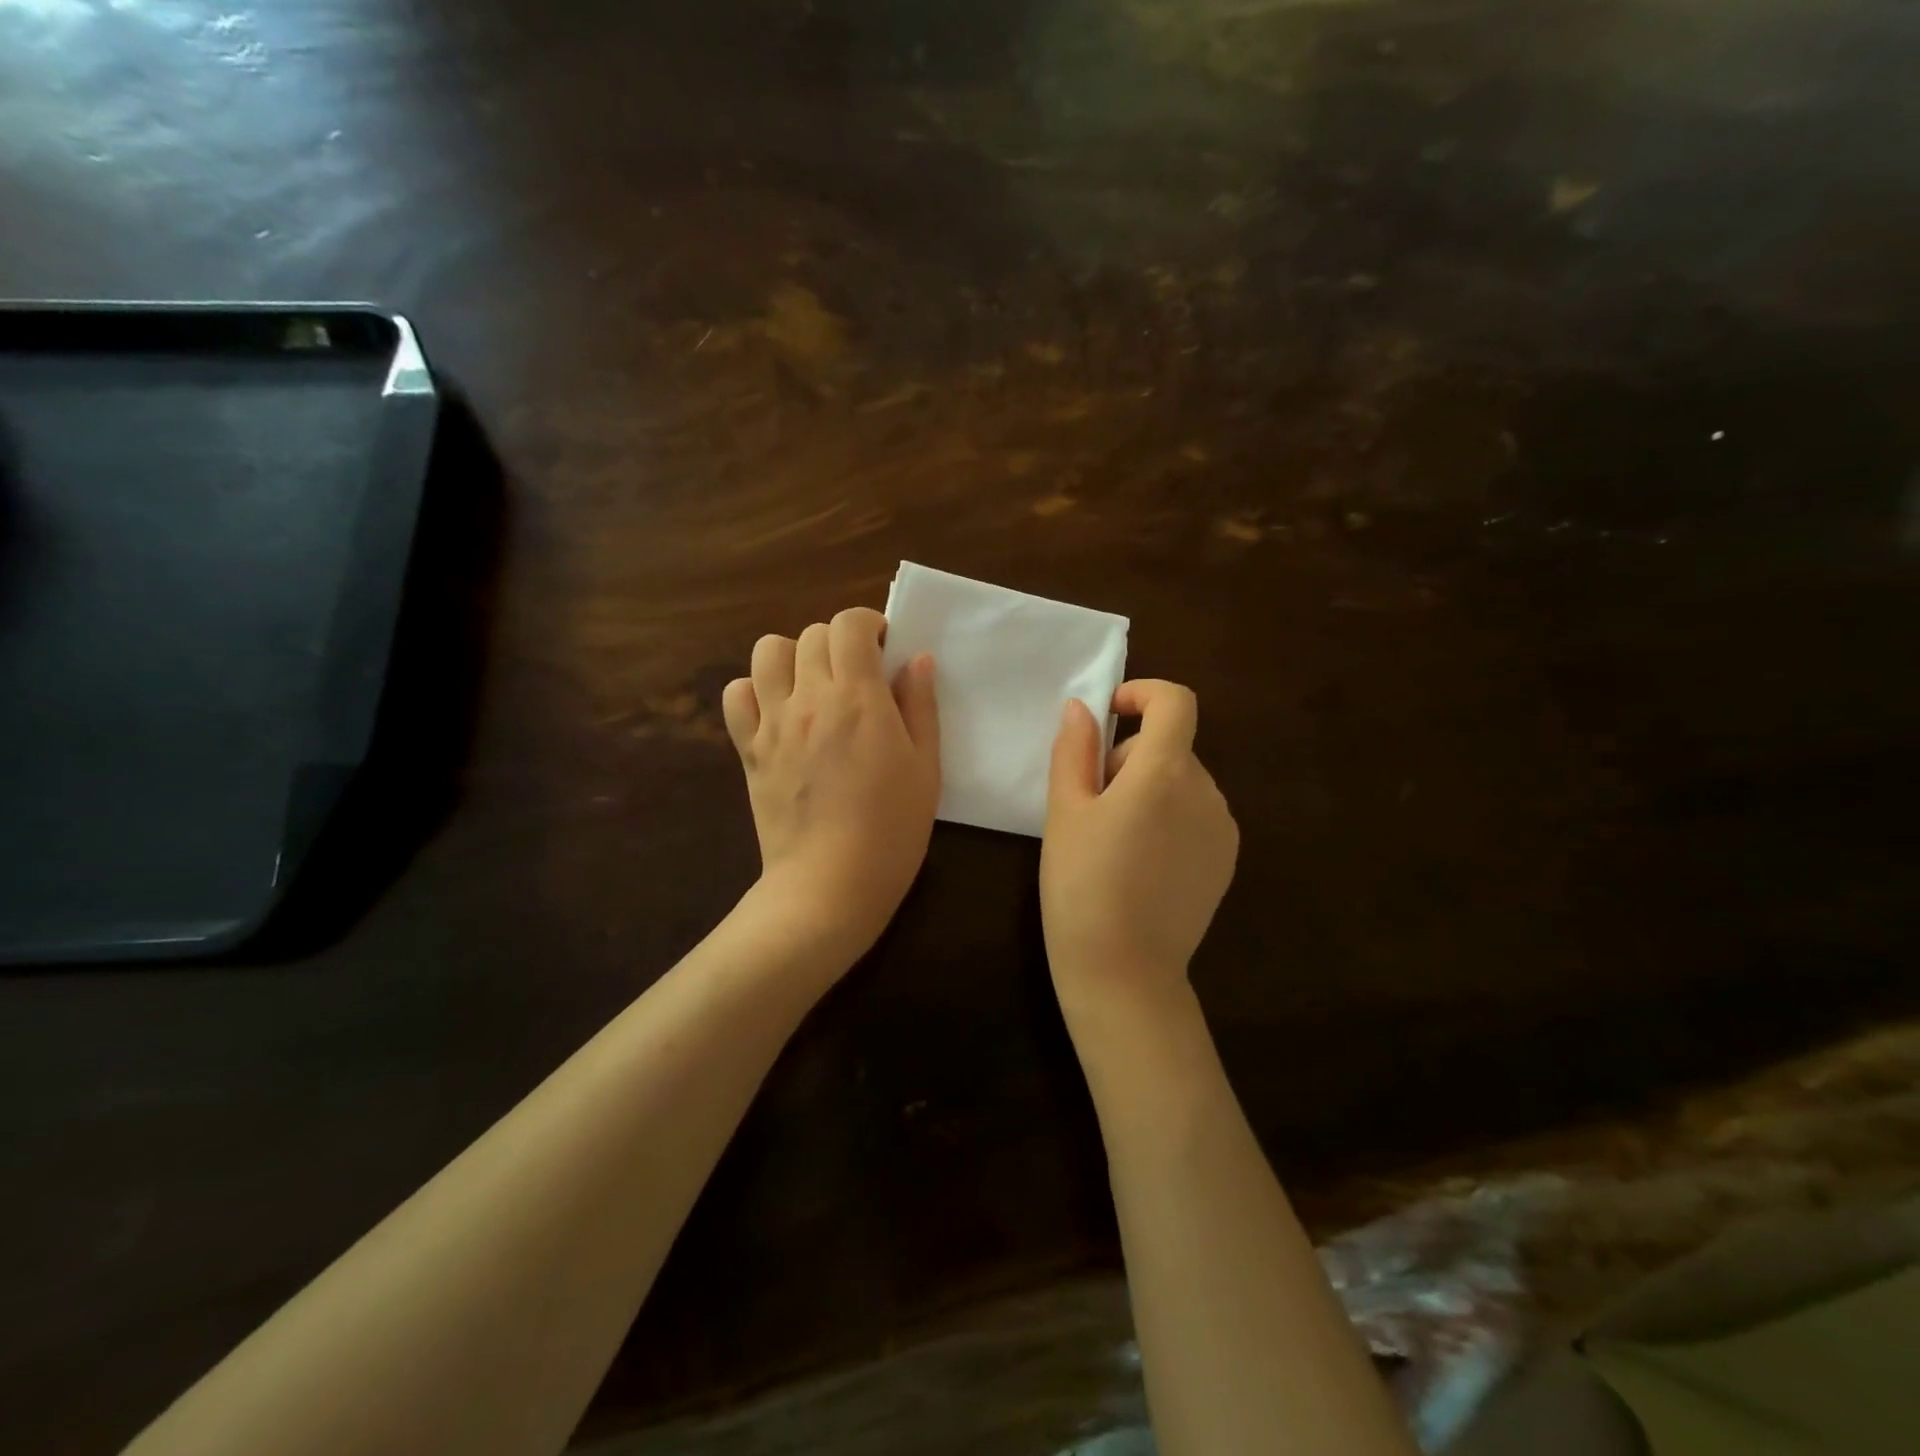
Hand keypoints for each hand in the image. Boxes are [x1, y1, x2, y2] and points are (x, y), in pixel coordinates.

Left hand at [722, 607, 940, 962]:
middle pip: (811, 634)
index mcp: (858, 697)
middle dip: (839, 642)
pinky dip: (754, 690)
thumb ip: (921, 706)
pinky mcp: (749, 750)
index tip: (884, 648)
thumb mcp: (926, 767)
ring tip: (814, 685)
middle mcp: (809, 698)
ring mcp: (773, 723)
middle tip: (858, 674)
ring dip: (794, 656)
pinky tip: (778, 712)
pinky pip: (736, 695)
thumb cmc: (892, 829)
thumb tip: (915, 659)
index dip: (869, 624)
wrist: (829, 885)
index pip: (849, 624)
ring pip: (767, 652)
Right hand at [1041, 680, 1238, 1014]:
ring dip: (1148, 790)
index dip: (1142, 694)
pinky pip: (1196, 815)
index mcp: (1165, 772)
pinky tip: (1141, 865)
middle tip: (1091, 806)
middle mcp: (1206, 792)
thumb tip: (1082, 708)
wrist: (1124, 971)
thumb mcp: (1065, 812)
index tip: (1108, 718)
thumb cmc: (1081, 885)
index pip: (1176, 702)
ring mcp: (1222, 828)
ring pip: (1181, 782)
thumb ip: (1074, 750)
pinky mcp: (1226, 860)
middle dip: (1129, 759)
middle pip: (1170, 747)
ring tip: (1113, 841)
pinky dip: (1168, 819)